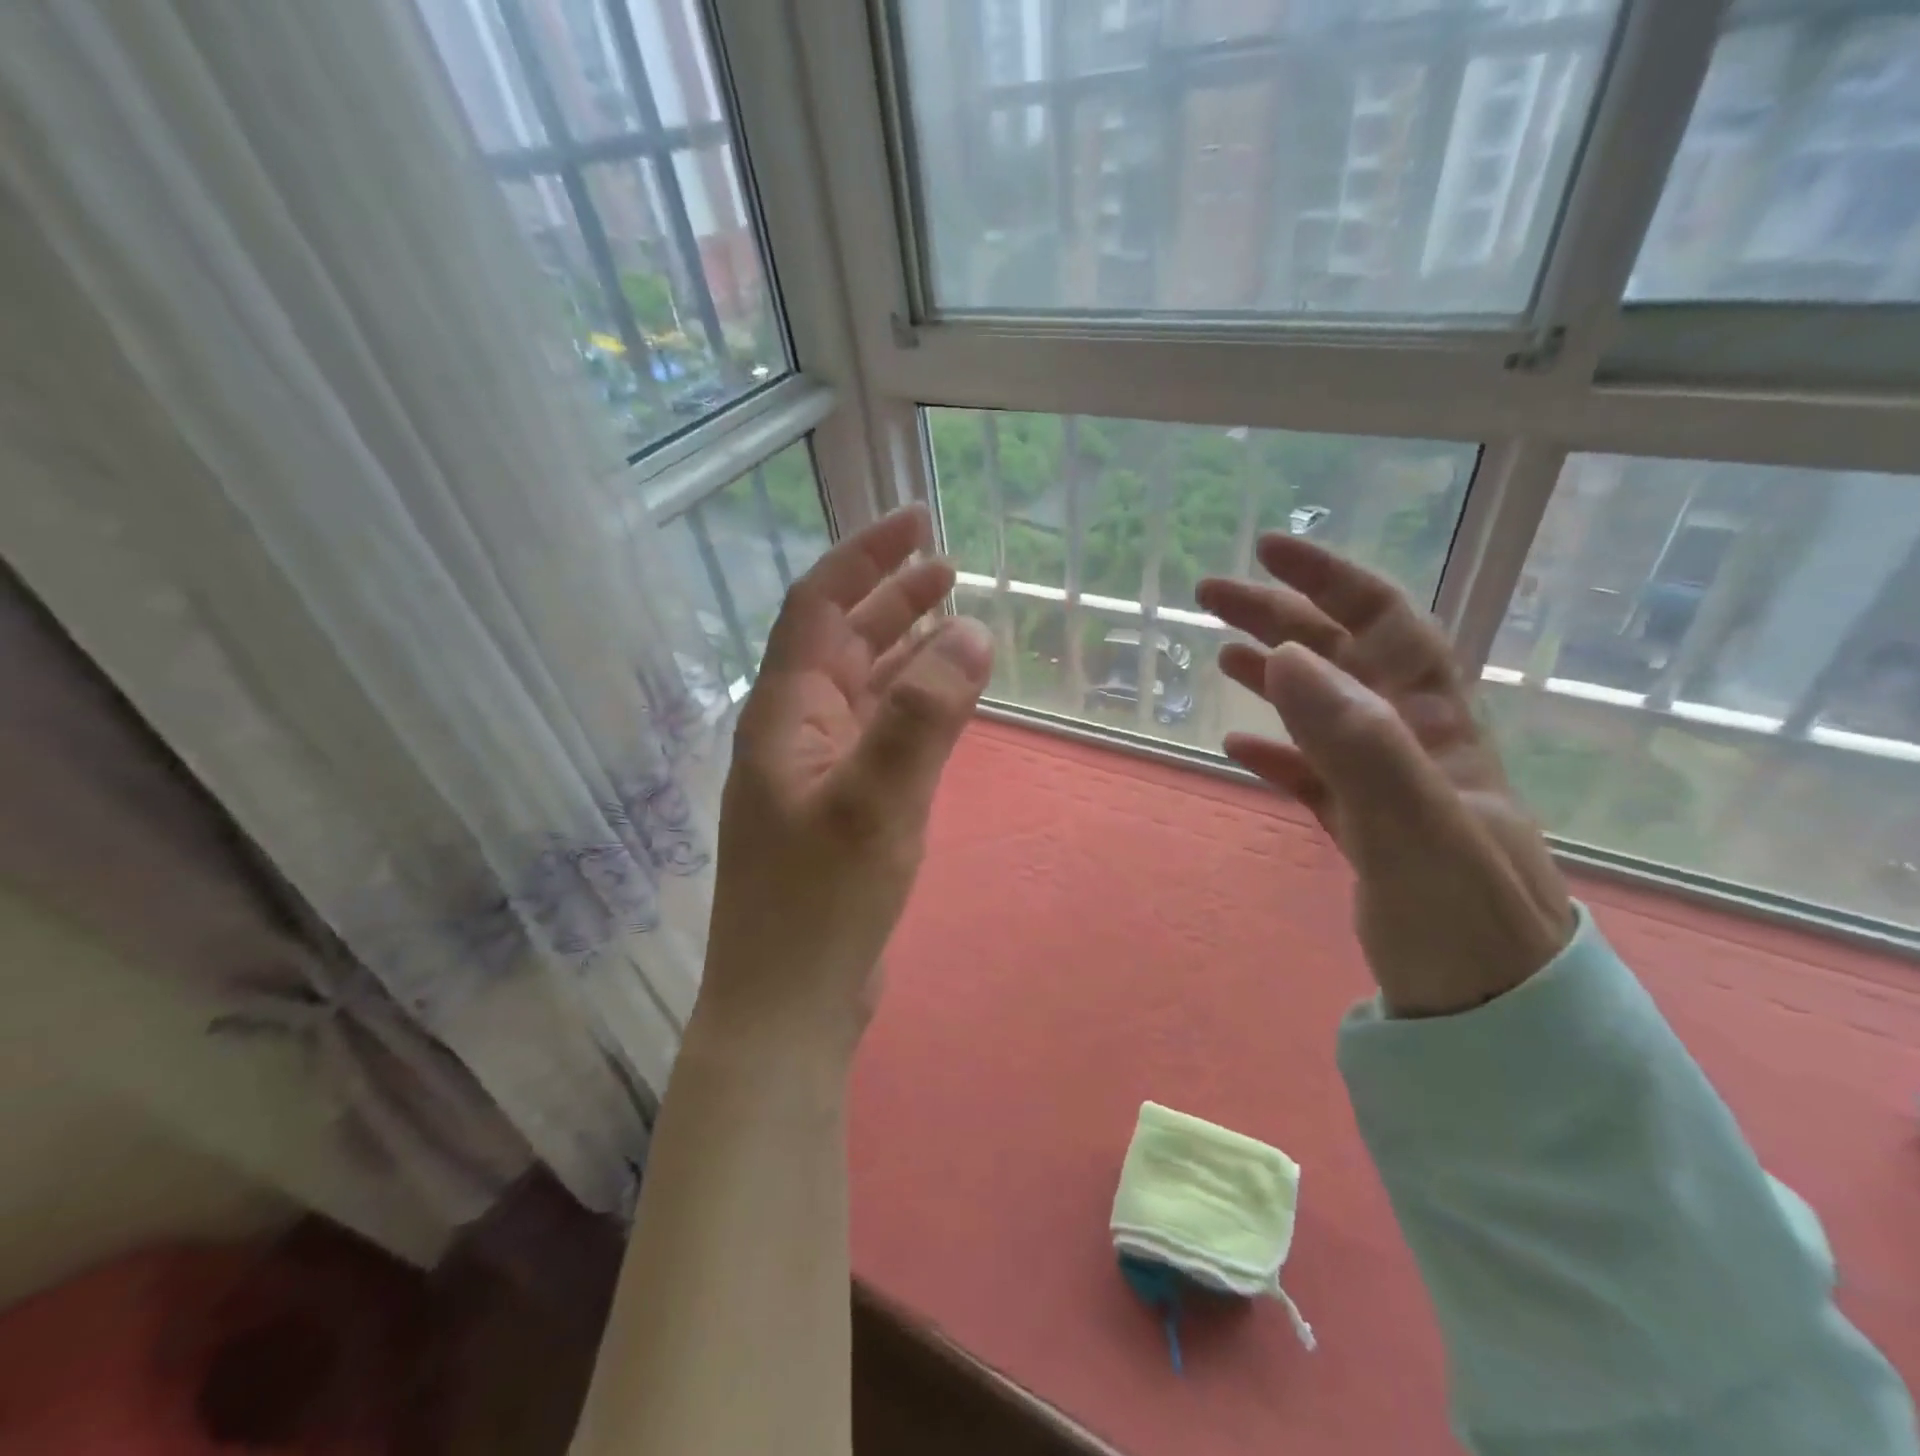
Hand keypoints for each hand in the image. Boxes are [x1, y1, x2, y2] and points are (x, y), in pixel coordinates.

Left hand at [695, 505, 992, 1064]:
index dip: (865, 558)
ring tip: (953, 619)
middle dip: (890, 598)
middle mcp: (792, 731)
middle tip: (949, 568)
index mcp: (783, 714)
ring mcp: (814, 772)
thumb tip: (969, 630)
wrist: (789, 1004)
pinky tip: (940, 701)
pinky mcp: (838, 809)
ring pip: (861, 688)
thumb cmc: (822, 903)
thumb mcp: (877, 801)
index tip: (918, 523)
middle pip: (841, 641)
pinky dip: (908, 706)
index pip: (819, 607)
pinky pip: (876, 734)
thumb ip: (923, 715)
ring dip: (902, 649)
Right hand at [1197, 535, 1573, 1017]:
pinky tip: (1237, 746)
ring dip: (1276, 674)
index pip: (1386, 626)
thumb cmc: (1466, 924)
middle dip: (1281, 617)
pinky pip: (1315, 775)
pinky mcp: (1367, 834)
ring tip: (1222, 652)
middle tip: (1211, 597)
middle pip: (1343, 660)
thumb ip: (1357, 740)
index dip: (1329, 580)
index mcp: (1438, 729)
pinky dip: (1276, 753)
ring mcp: (1389, 790)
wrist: (1498, 1023)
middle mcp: (1416, 746)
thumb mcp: (1415, 828)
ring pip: (1324, 712)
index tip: (1267, 552)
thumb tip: (1288, 655)